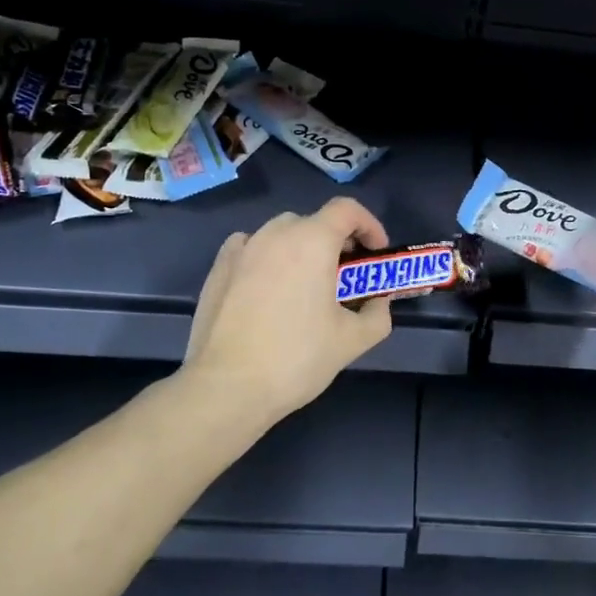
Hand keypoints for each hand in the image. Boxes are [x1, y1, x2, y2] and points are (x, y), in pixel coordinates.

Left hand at [181, 197, 393, 425]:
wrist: (227, 387)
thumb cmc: (297, 358)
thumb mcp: (353, 341)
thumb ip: (377, 315)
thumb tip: (378, 303)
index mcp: (312, 242)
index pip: (347, 209)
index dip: (369, 225)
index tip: (375, 253)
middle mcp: (275, 234)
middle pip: (314, 221)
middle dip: (336, 241)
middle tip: (345, 275)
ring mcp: (242, 249)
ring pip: (280, 233)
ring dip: (301, 249)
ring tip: (305, 285)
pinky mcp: (218, 268)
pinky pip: (250, 247)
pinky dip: (267, 257)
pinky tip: (268, 288)